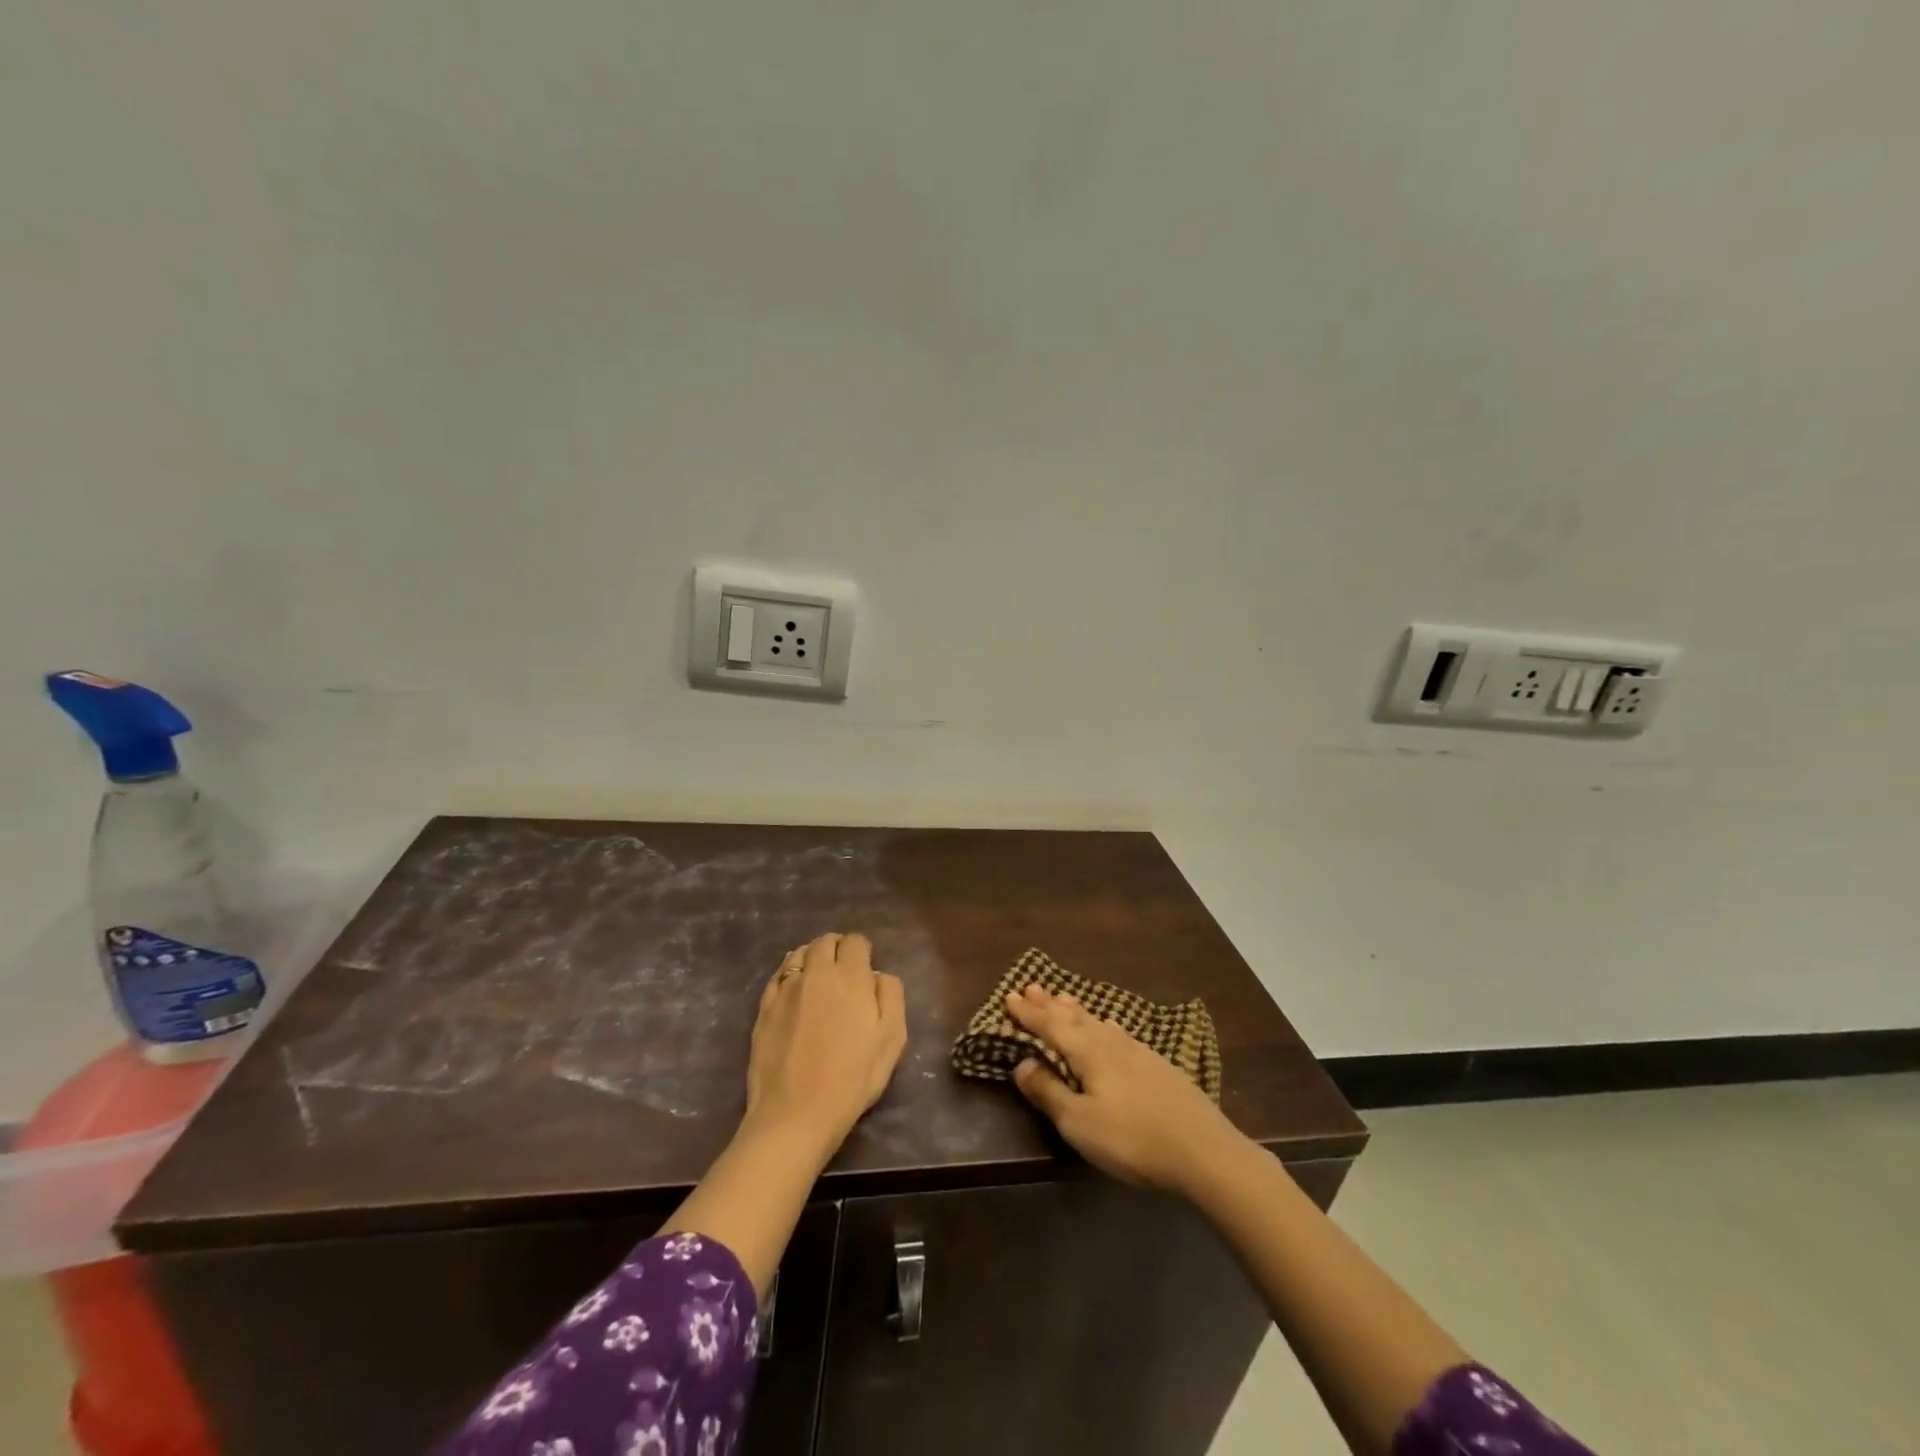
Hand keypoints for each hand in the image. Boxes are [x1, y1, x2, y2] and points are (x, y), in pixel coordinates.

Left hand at [745, 933, 906, 1155]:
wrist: (795, 1114)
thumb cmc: (852, 1078)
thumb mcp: (892, 1039)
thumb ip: (891, 995)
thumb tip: (878, 975)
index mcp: (850, 976)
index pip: (855, 941)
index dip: (862, 951)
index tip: (865, 969)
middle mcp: (816, 973)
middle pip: (825, 941)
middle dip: (837, 948)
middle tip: (844, 971)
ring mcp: (786, 989)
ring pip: (799, 953)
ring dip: (812, 957)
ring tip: (818, 977)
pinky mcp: (764, 1007)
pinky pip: (778, 975)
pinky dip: (789, 973)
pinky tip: (794, 988)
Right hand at [1007, 983, 1244, 1193]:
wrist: (1204, 1150)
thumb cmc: (1132, 1139)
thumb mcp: (1079, 1123)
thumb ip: (1049, 1092)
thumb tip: (1022, 1063)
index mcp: (1088, 1052)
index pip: (1050, 1026)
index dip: (1028, 1013)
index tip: (1009, 996)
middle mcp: (1111, 1042)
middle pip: (1074, 1017)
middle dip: (1049, 1004)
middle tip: (1031, 986)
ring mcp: (1138, 1051)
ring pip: (1098, 1021)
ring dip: (1076, 1010)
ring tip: (1062, 997)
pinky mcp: (1157, 1065)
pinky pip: (1118, 1032)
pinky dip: (1103, 1024)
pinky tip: (1110, 1027)